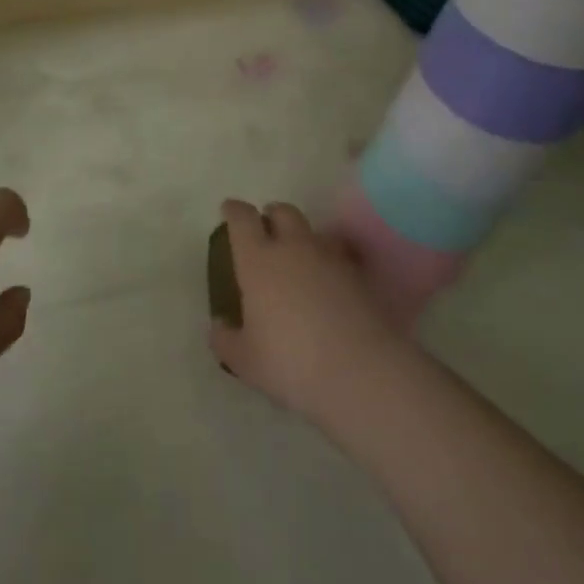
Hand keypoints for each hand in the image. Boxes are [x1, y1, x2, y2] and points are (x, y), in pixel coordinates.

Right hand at [209, 199, 402, 427]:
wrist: (362, 373)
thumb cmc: (291, 363)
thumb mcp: (245, 361)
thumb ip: (226, 340)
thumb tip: (220, 326)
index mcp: (258, 260)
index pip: (242, 218)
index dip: (234, 210)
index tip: (229, 210)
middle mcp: (293, 248)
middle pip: (283, 211)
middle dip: (272, 215)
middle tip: (267, 231)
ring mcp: (331, 260)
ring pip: (315, 231)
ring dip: (304, 238)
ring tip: (301, 259)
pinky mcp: (361, 277)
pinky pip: (342, 257)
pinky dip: (331, 263)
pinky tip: (330, 284)